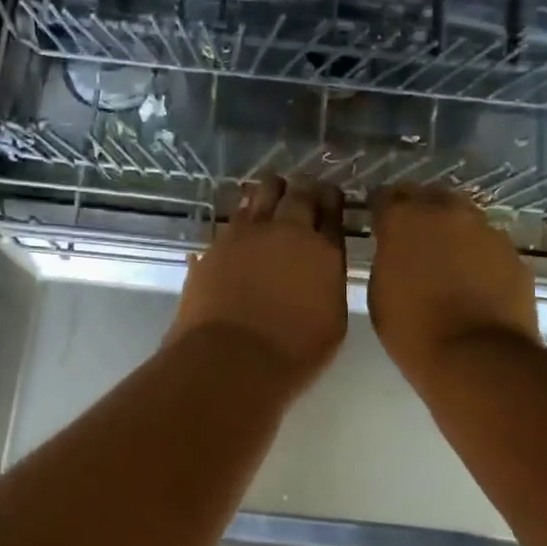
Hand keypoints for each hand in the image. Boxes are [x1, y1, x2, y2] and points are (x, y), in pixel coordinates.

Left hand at [168, 176, 348, 391]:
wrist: (230, 359)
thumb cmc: (292, 353)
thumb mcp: (332, 323)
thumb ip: (327, 284)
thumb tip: (319, 269)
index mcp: (323, 251)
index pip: (332, 212)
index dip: (332, 199)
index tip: (330, 194)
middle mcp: (286, 233)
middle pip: (297, 195)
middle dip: (303, 188)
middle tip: (304, 186)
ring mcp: (245, 236)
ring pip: (259, 197)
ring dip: (268, 191)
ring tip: (271, 188)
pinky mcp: (214, 247)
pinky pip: (231, 220)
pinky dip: (241, 214)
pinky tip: (241, 217)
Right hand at [368, 186, 539, 392]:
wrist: (478, 358)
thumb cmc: (413, 331)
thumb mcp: (380, 292)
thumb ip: (388, 257)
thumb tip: (397, 249)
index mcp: (404, 220)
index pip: (386, 196)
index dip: (381, 210)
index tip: (379, 225)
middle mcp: (447, 213)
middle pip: (430, 197)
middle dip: (420, 212)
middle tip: (413, 240)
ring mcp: (486, 231)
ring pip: (464, 219)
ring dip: (453, 232)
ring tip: (447, 262)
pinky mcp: (514, 254)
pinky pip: (489, 246)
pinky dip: (479, 257)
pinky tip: (475, 284)